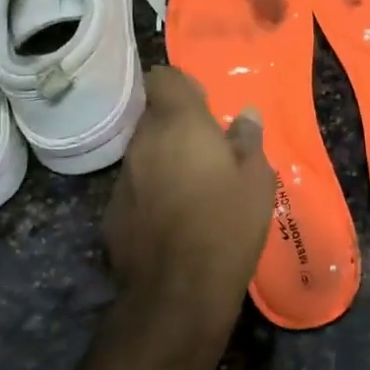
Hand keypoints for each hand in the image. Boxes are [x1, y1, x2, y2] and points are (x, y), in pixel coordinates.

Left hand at [103, 66, 275, 343]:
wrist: (178, 291)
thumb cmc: (227, 223)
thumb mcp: (256, 179)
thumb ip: (248, 140)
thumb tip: (245, 115)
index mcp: (178, 124)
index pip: (164, 78)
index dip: (183, 86)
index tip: (205, 107)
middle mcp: (143, 142)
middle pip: (154, 116)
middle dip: (177, 125)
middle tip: (209, 150)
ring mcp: (123, 178)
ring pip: (144, 152)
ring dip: (165, 159)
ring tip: (194, 187)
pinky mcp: (112, 212)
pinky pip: (136, 186)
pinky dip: (152, 191)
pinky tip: (173, 218)